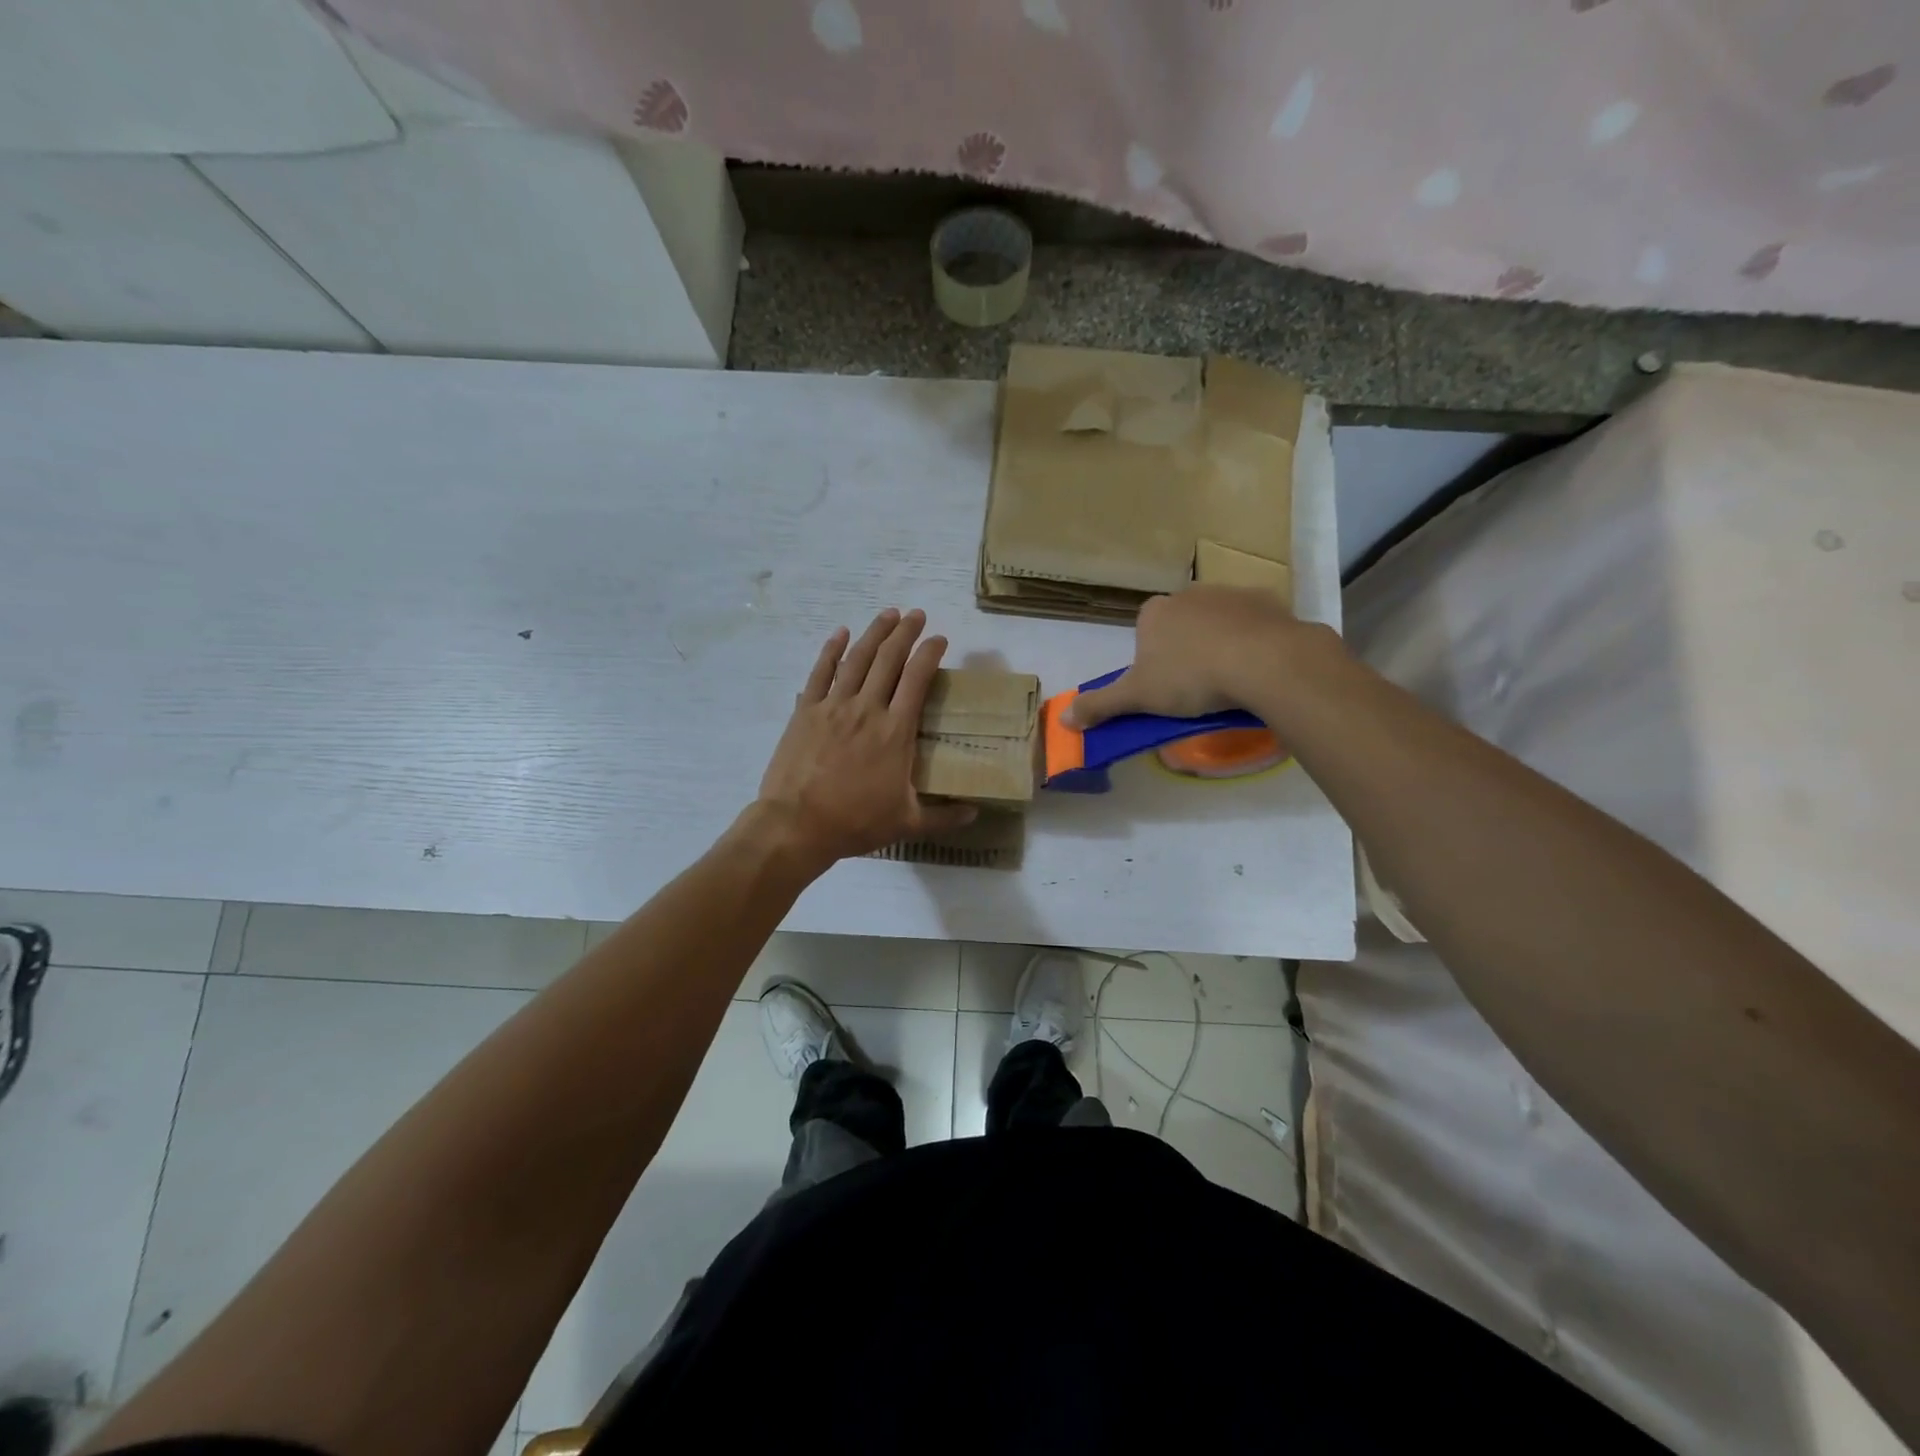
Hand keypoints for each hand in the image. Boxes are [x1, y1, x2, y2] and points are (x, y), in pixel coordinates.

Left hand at [756, 608, 976, 866]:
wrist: (797, 825)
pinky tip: (841, 634)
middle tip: (917, 615)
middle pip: (889, 659)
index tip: (940, 639)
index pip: (918, 678)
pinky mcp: (806, 711)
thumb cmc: (856, 822)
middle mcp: (867, 708)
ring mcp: (833, 706)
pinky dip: (832, 650)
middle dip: (906, 632)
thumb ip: (944, 817)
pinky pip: (821, 672)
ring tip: (888, 614)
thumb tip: (975, 813)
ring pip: (857, 658)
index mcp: (896, 730)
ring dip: (875, 633)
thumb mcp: (907, 823)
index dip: (930, 653)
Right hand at [1065, 585, 1316, 727]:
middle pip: (1181, 624)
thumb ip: (1101, 705)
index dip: (1152, 659)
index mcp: (1154, 612)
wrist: (1262, 661)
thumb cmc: (1190, 678)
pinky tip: (1259, 666)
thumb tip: (1063, 719)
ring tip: (1231, 679)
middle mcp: (1188, 594)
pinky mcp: (1267, 600)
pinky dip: (1254, 640)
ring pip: (1218, 621)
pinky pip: (1254, 622)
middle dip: (1186, 649)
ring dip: (1220, 642)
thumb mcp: (1138, 698)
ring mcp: (1230, 593)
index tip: (1165, 686)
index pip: (1144, 632)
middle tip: (1197, 686)